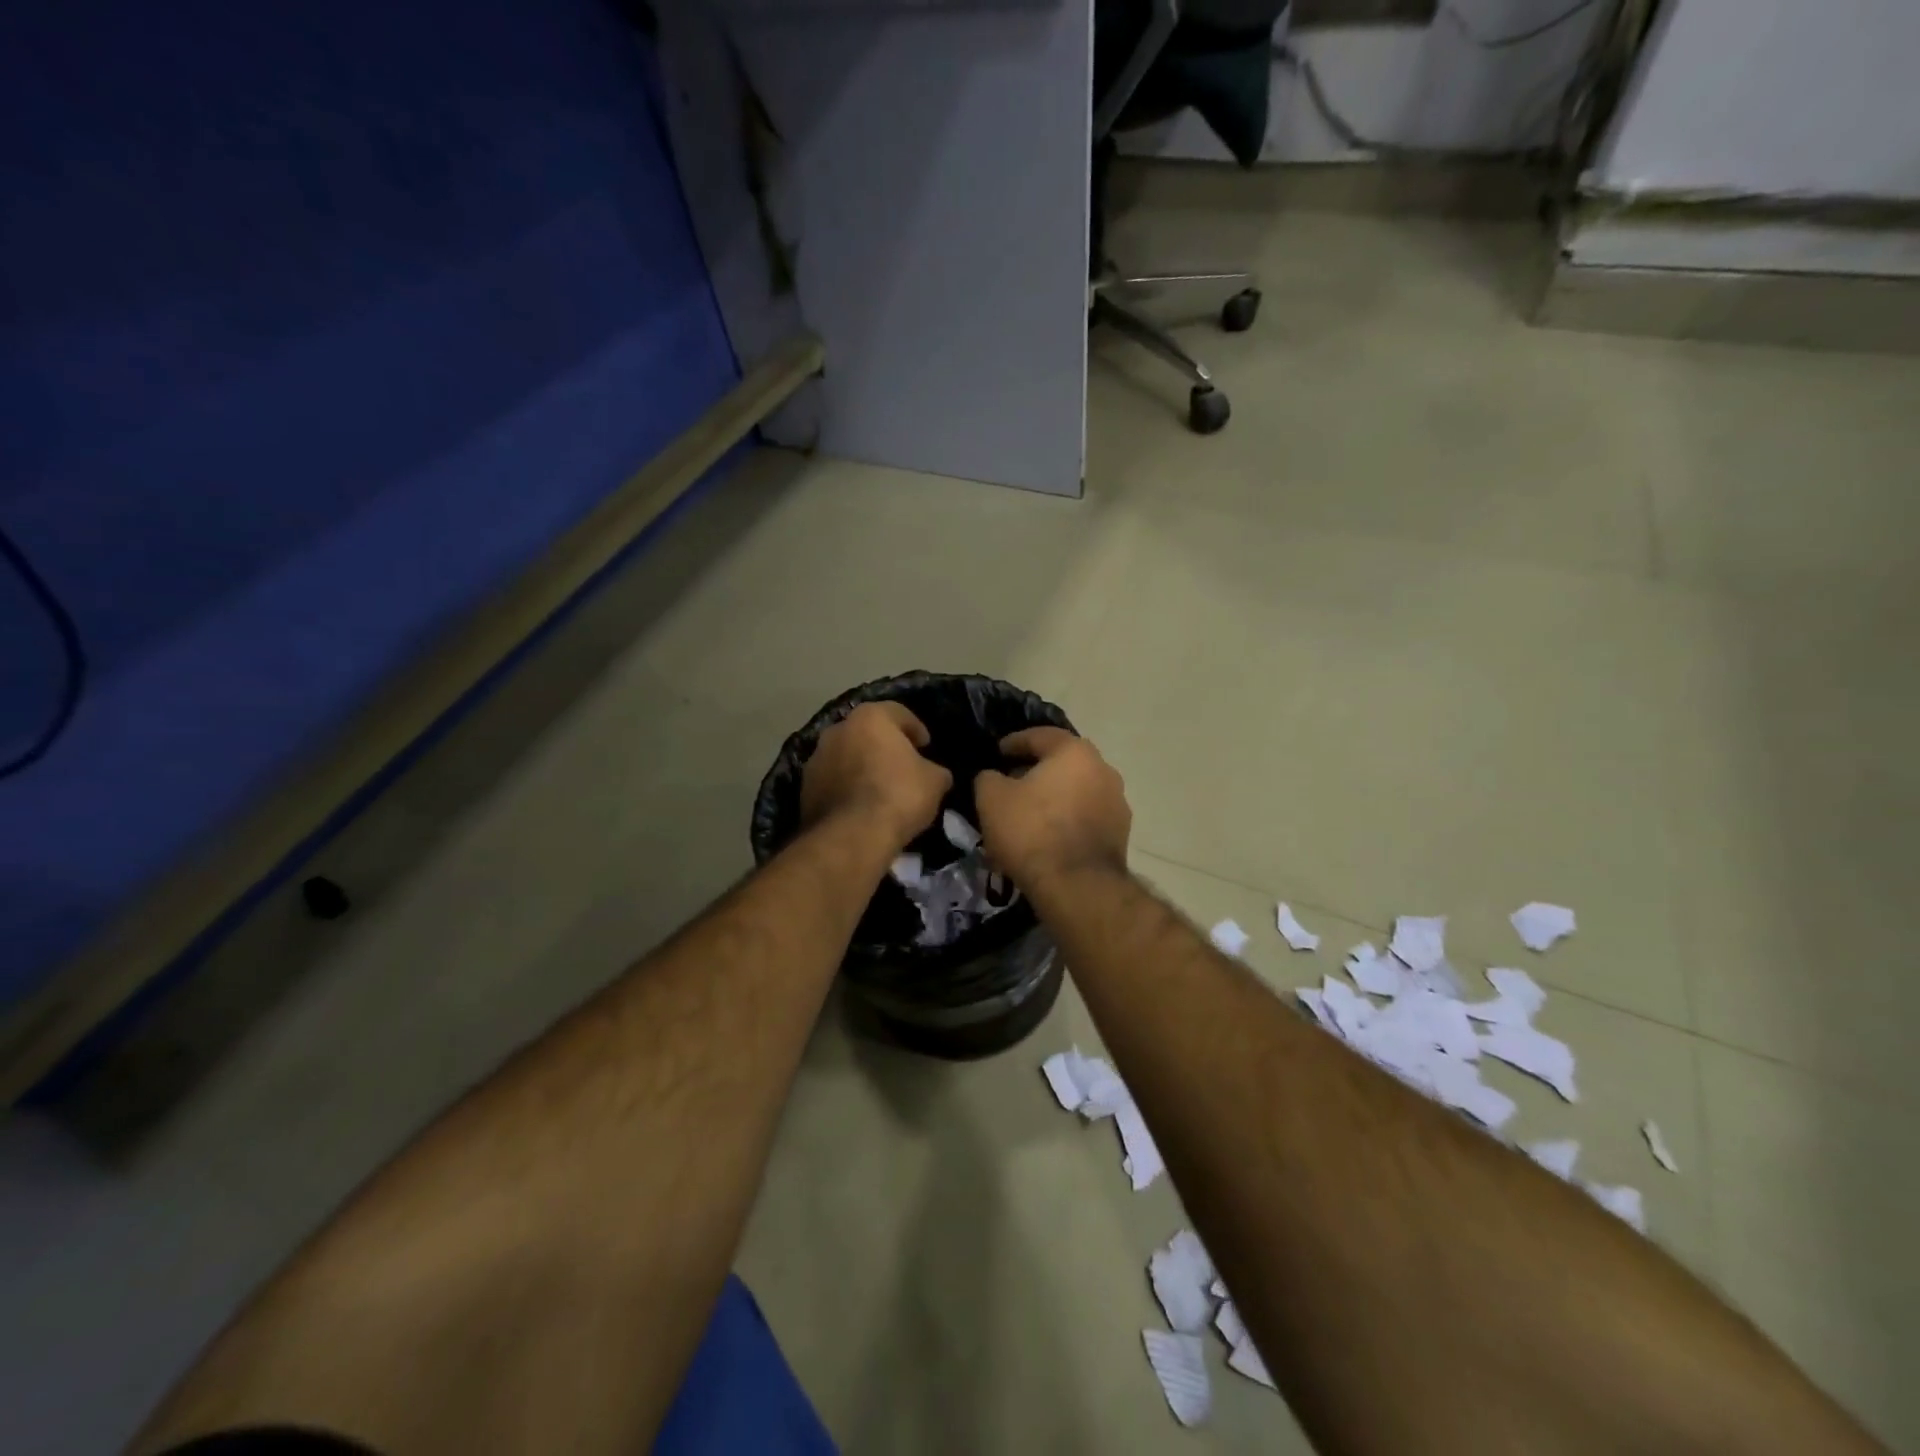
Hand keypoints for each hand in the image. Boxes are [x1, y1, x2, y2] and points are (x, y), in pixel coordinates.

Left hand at [800, 702, 952, 850]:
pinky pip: (832, 781)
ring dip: (861, 766)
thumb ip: (934, 770)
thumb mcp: (934, 782)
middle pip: (866, 732)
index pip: (898, 713)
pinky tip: (860, 807)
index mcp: (870, 718)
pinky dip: (845, 788)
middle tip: (901, 766)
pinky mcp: (804, 787)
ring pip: (846, 756)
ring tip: (878, 789)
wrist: (852, 836)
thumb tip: (934, 773)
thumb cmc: (898, 796)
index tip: (926, 746)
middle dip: (883, 746)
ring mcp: (816, 758)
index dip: (916, 729)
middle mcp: (837, 729)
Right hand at [973, 728, 1130, 890]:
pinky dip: (1066, 821)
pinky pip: (1085, 818)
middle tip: (1010, 784)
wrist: (1076, 886)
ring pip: (1076, 792)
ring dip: (1053, 798)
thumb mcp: (991, 799)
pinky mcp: (1120, 834)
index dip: (1014, 743)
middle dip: (1035, 772)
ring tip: (1028, 815)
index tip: (997, 753)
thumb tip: (994, 777)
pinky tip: (1047, 838)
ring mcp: (1117, 803)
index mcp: (1075, 752)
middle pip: (1062, 763)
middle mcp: (1103, 770)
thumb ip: (988, 778)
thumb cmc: (1031, 831)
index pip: (1040, 736)